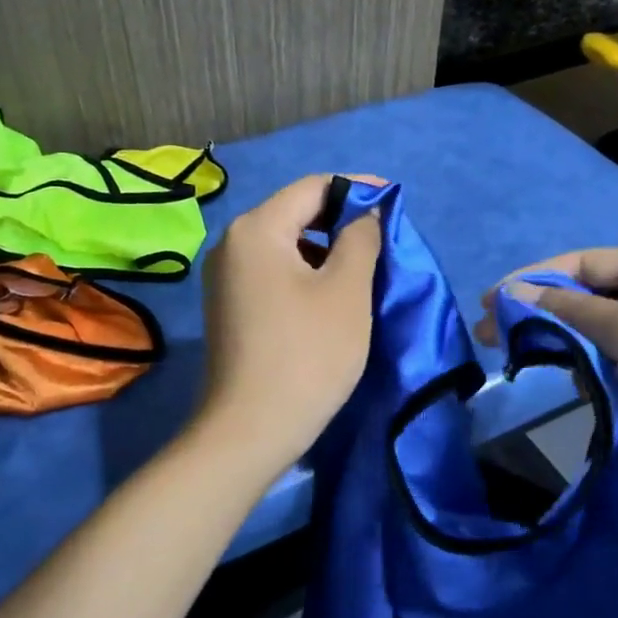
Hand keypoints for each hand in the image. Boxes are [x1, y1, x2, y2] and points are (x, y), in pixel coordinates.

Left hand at [196, 175, 381, 472]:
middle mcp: (231, 243)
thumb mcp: (347, 291)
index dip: (357, 189)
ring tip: (363, 270)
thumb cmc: (307, 354)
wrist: (250, 430)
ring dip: (325, 250)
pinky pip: (273, 272)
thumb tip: (364, 213)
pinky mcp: (229, 306)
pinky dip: (305, 274)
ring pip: (285, 245)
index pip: (313, 187)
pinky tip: (331, 297)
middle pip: (295, 213)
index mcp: (256, 229)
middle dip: (341, 221)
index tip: (393, 201)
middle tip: (382, 241)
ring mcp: (225, 278)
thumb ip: (361, 238)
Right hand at [478, 246, 617, 516]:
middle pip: (587, 302)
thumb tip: (518, 293)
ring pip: (601, 343)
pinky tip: (571, 394)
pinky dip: (595, 383)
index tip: (489, 307)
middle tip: (493, 344)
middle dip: (542, 320)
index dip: (531, 281)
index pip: (580, 265)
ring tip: (526, 370)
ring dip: (567, 354)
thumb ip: (572, 312)